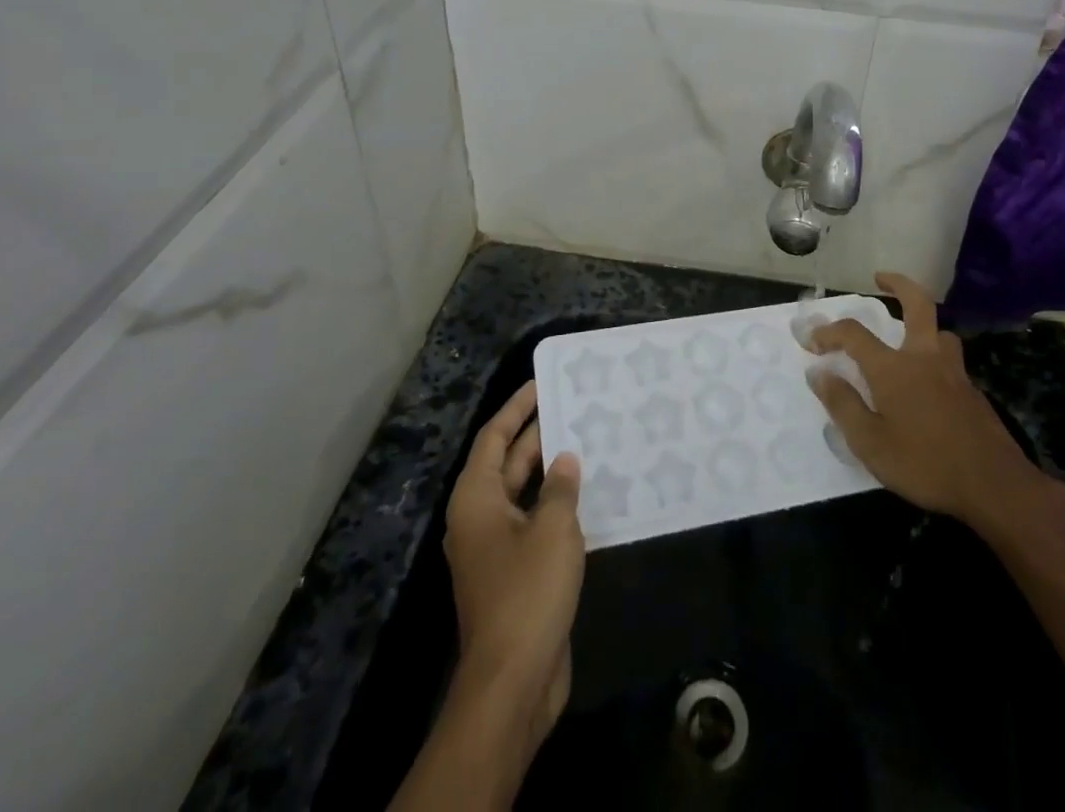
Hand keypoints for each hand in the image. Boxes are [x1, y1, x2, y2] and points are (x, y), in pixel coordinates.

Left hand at [443, 381, 584, 747]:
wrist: (513, 682)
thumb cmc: (527, 593)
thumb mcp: (553, 529)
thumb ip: (560, 488)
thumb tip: (564, 459)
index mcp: (476, 499)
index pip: (494, 437)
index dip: (517, 408)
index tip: (542, 382)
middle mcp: (480, 518)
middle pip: (508, 463)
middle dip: (538, 435)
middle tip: (573, 406)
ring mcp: (496, 549)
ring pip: (524, 494)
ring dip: (551, 471)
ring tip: (586, 441)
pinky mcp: (514, 574)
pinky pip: (534, 523)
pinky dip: (556, 505)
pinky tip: (588, 495)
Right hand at [807, 273, 1064, 533]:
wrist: (995, 486)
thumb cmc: (924, 464)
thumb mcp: (870, 443)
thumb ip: (843, 404)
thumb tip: (818, 374)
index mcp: (894, 368)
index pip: (854, 333)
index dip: (829, 332)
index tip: (812, 341)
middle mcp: (924, 358)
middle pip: (917, 304)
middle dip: (898, 284)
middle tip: (880, 277)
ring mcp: (954, 372)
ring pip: (940, 332)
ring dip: (923, 325)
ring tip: (908, 338)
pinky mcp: (973, 392)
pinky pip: (950, 361)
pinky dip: (934, 358)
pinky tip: (929, 385)